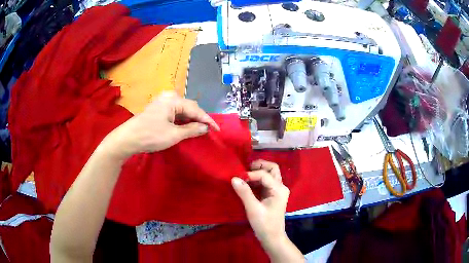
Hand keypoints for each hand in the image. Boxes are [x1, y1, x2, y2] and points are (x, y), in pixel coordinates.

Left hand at [102, 91, 219, 159]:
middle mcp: (169, 97)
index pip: (196, 109)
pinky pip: (175, 112)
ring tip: (200, 129)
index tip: (218, 130)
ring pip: (182, 110)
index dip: (208, 120)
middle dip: (199, 119)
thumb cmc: (151, 136)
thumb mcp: (174, 135)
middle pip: (189, 107)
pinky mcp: (158, 108)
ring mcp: (162, 102)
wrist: (128, 138)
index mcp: (173, 100)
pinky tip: (186, 126)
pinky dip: (182, 120)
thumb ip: (192, 129)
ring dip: (191, 119)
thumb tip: (205, 127)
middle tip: (209, 130)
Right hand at [231, 160, 289, 246]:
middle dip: (259, 166)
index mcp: (279, 189)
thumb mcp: (253, 209)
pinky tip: (247, 183)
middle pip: (272, 169)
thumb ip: (244, 193)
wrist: (272, 237)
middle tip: (245, 169)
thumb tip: (234, 178)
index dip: (251, 174)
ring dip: (258, 172)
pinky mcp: (272, 195)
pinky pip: (265, 182)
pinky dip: (257, 180)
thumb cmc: (264, 224)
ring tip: (244, 176)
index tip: (237, 177)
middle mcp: (280, 187)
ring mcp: (277, 191)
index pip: (265, 174)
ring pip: (269, 174)